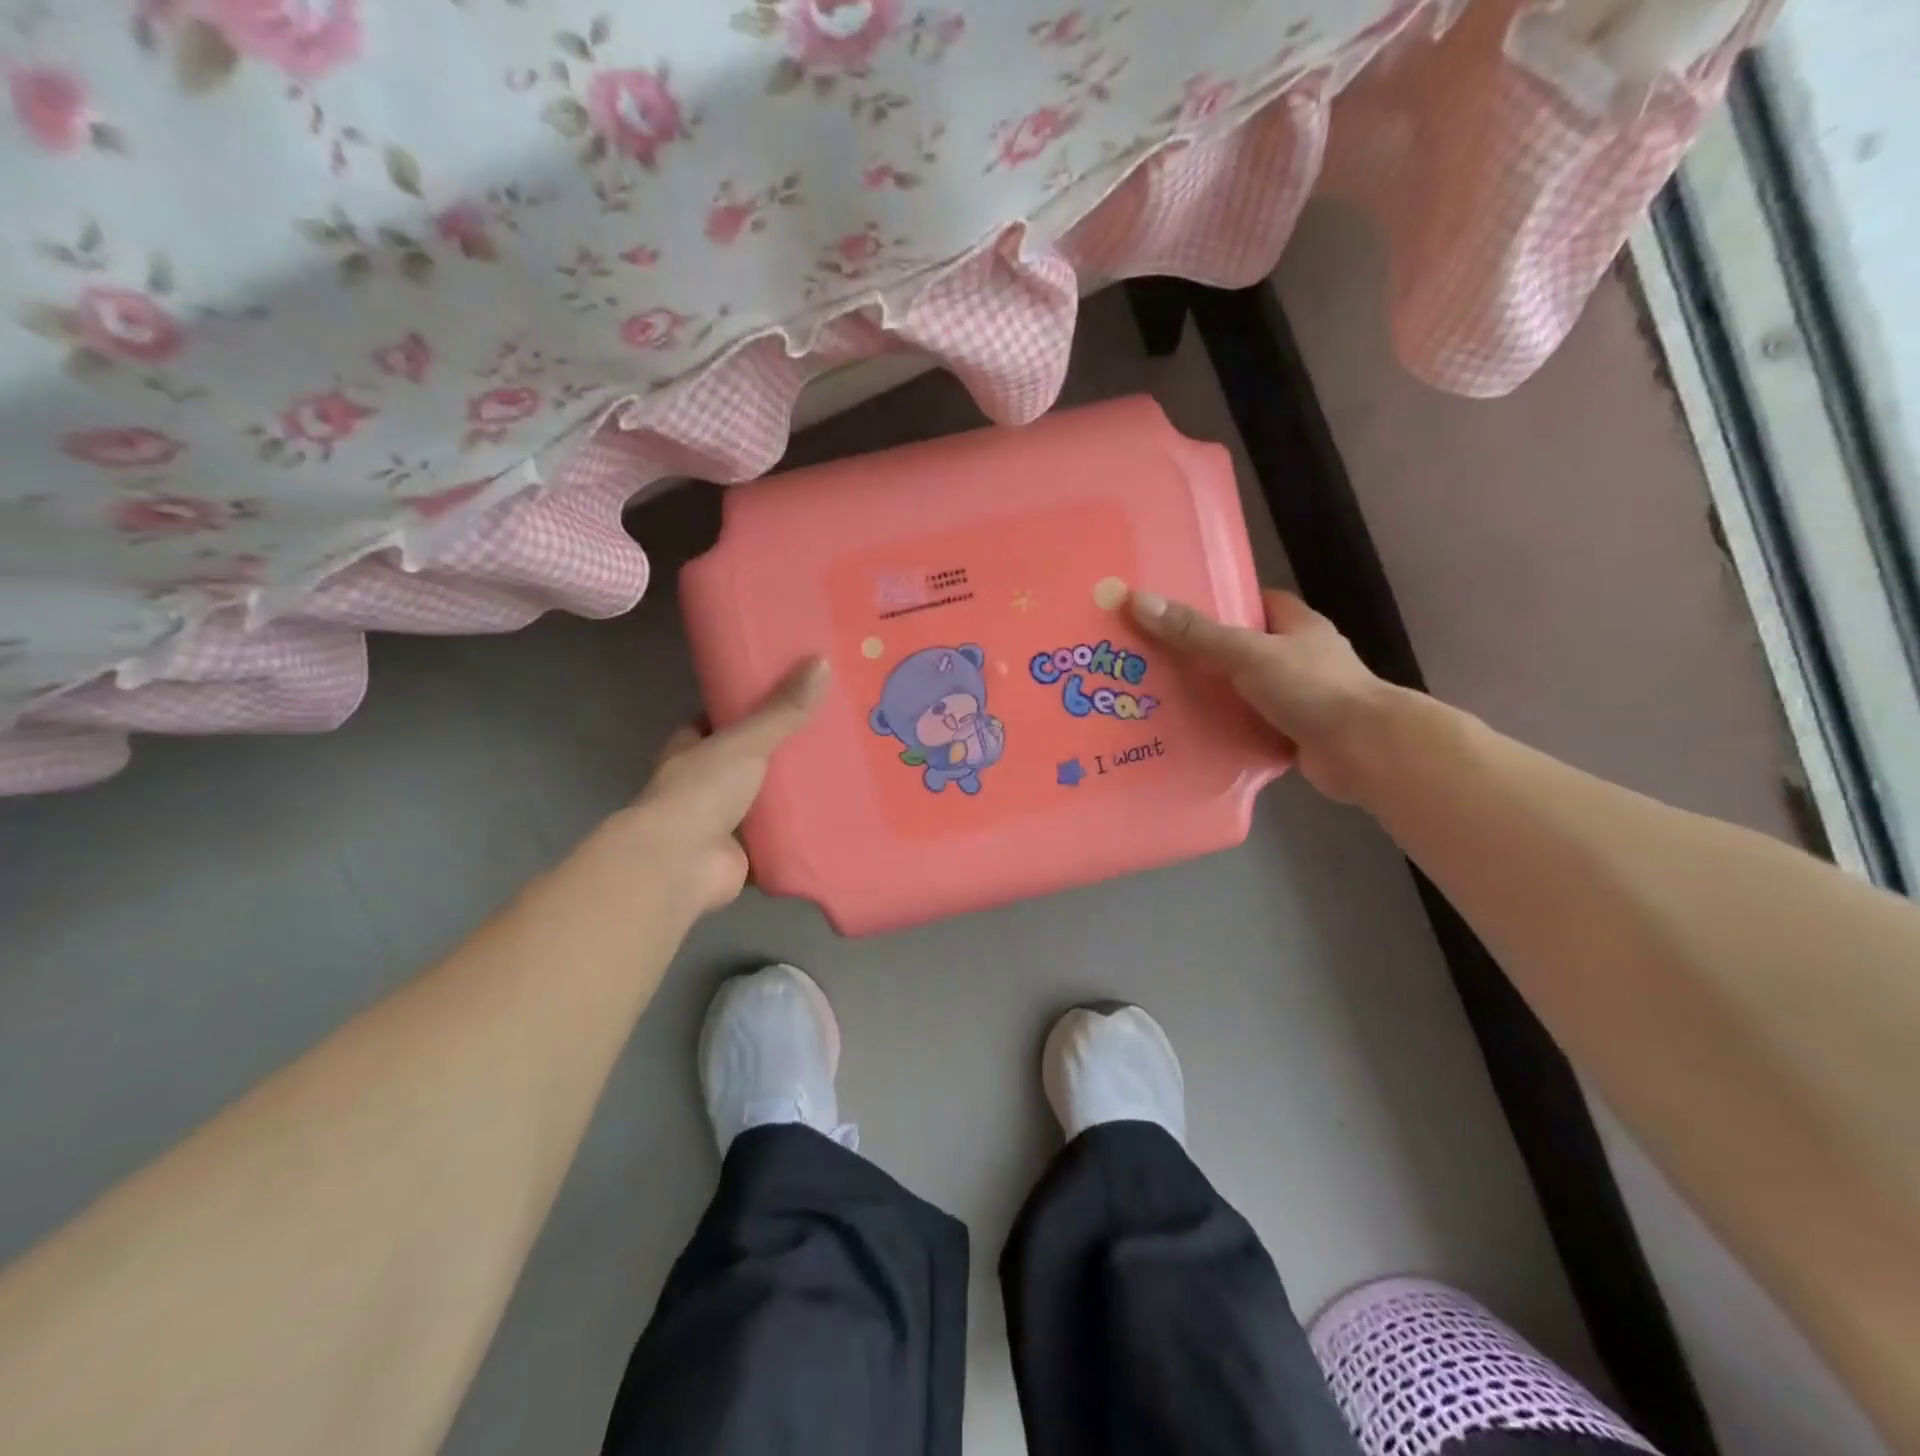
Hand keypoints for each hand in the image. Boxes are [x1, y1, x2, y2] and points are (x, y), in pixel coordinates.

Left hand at [626, 658, 828, 913]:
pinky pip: (777, 839)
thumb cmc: (701, 792)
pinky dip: (800, 833)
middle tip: (829, 733)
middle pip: (749, 761)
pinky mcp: (742, 855)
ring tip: (841, 773)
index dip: (751, 708)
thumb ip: (783, 709)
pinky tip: (834, 820)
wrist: (679, 864)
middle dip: (781, 753)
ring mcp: (721, 822)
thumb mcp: (745, 741)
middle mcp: (703, 784)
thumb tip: (821, 662)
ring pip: (764, 801)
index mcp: (691, 749)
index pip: (721, 721)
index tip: (791, 696)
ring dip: (793, 795)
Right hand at [1129, 588, 1393, 802]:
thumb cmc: (1312, 688)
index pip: (1258, 602)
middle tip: (1157, 658)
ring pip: (1247, 690)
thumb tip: (1138, 601)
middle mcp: (1302, 658)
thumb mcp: (1247, 652)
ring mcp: (1302, 698)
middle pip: (1246, 647)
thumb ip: (1195, 632)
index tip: (1181, 611)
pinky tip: (1192, 734)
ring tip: (1162, 697)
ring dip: (1214, 695)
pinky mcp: (1296, 734)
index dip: (1222, 603)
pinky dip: (1227, 729)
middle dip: (1207, 653)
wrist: (1364, 751)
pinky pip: (1252, 725)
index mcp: (1299, 626)